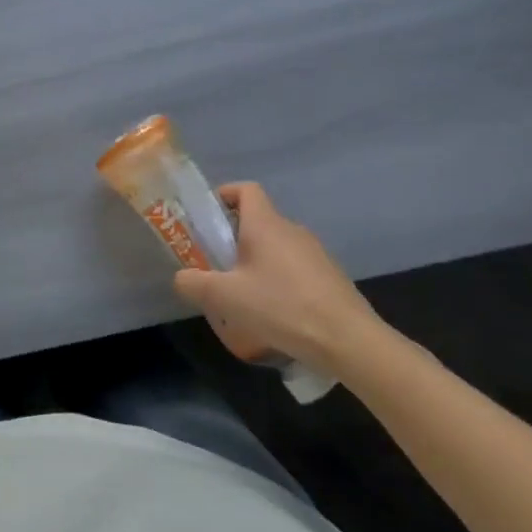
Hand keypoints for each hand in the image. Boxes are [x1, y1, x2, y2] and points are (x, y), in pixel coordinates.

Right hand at [172, 183, 383, 373]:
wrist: (350, 341)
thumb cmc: (282, 307)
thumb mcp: (225, 297)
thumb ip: (194, 283)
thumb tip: (181, 278)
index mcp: (266, 224)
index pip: (245, 190)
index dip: (224, 195)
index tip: (207, 218)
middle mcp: (292, 230)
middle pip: (258, 220)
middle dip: (233, 238)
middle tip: (215, 265)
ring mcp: (316, 254)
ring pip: (276, 247)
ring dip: (256, 262)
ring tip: (242, 295)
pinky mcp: (330, 278)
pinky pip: (295, 269)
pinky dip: (279, 280)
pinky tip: (273, 313)